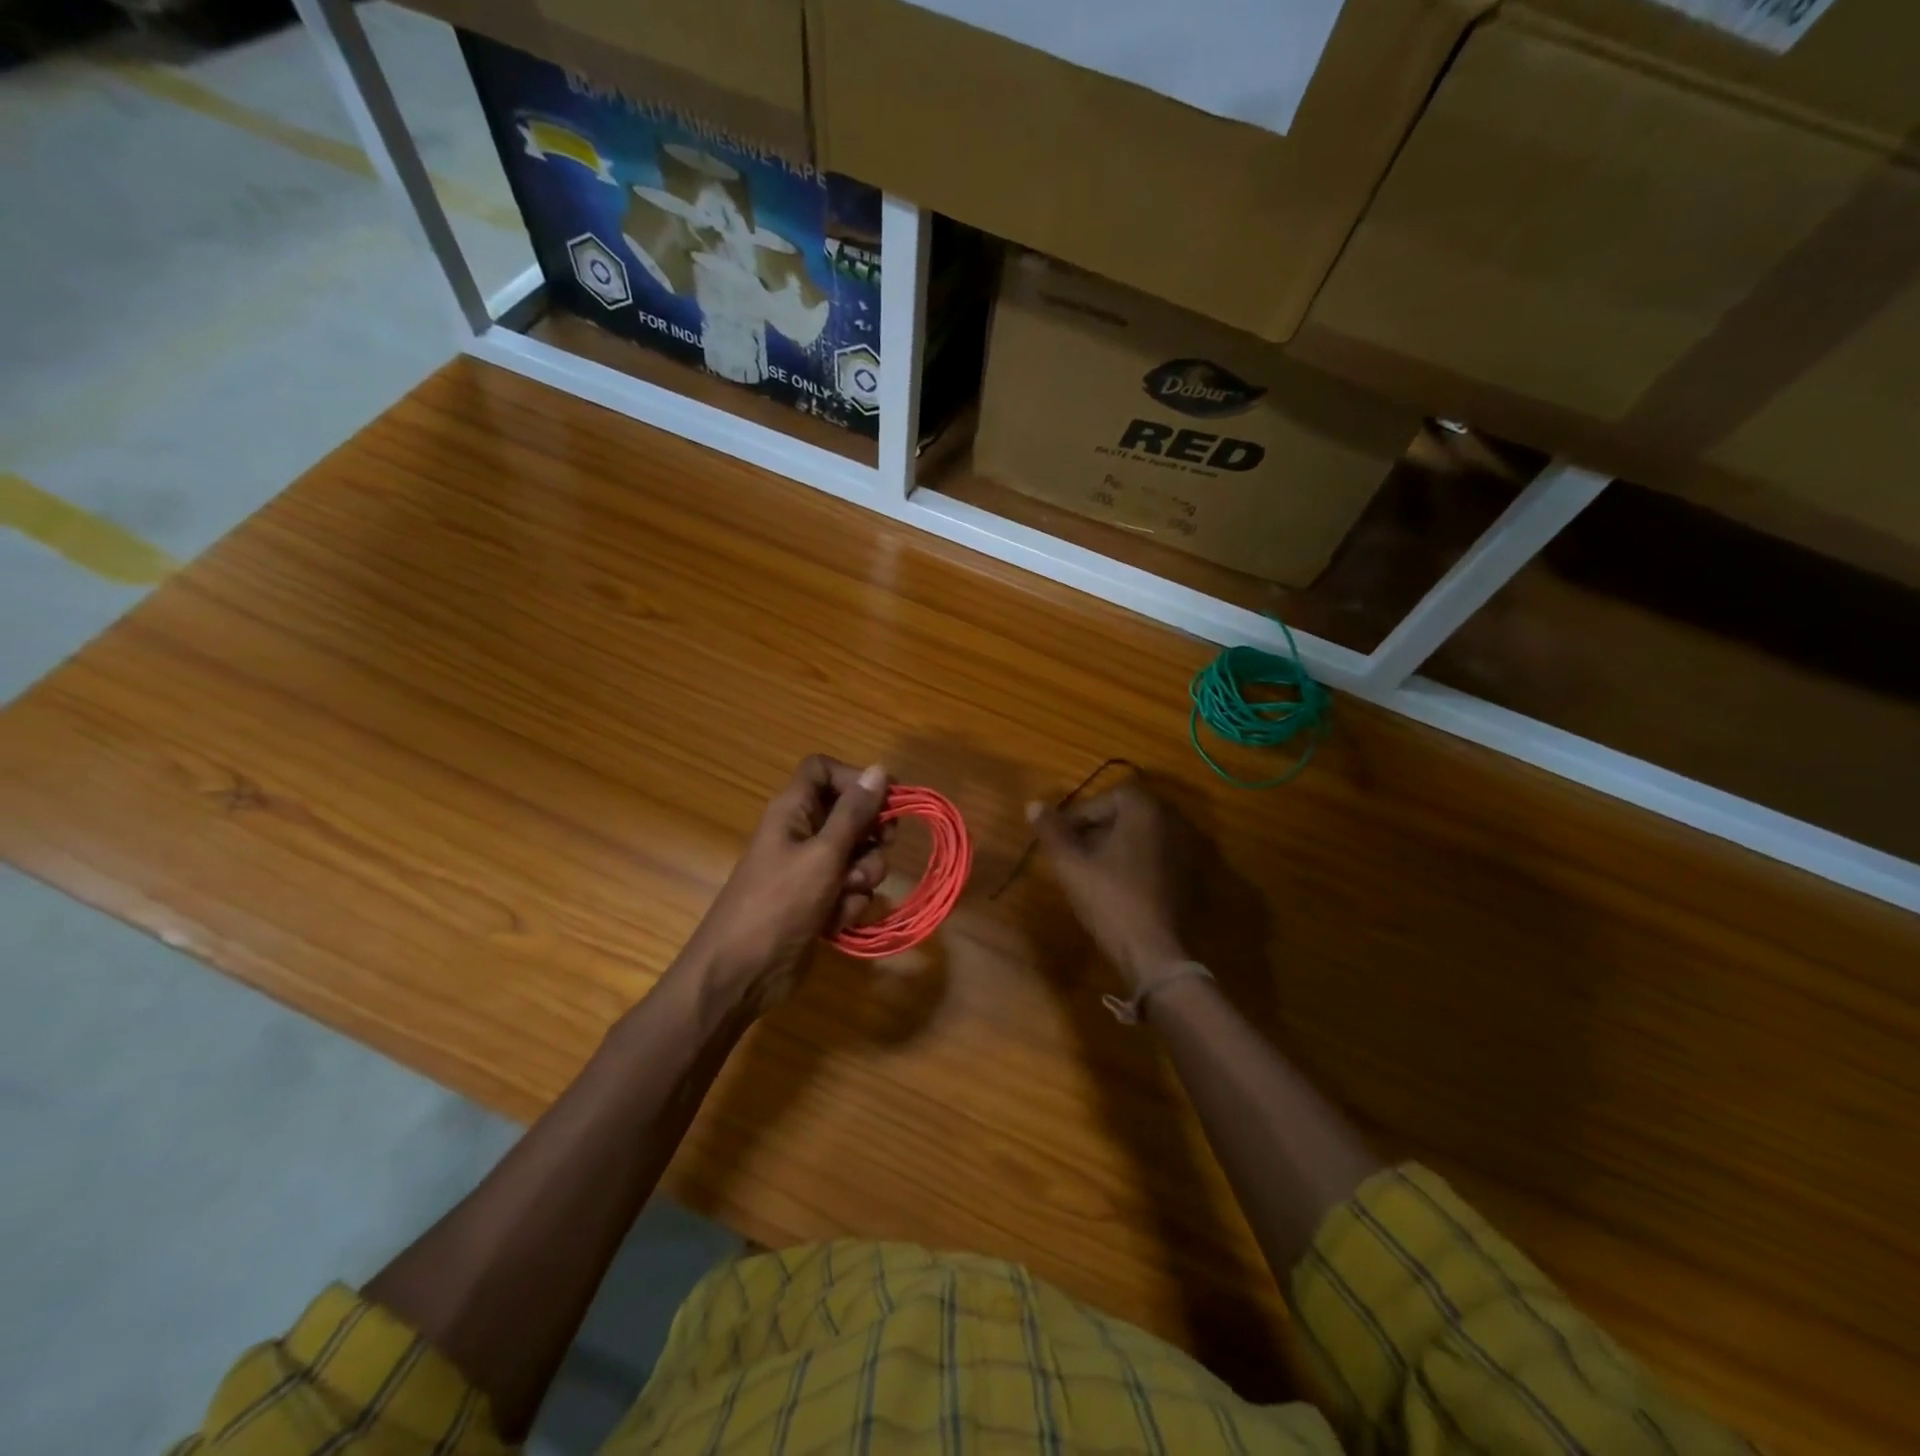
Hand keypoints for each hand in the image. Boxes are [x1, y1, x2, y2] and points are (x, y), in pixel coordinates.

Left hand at [682, 756, 890, 1018]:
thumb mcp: (823, 854)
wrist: (741, 974)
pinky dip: (848, 905)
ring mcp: (810, 870)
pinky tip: (834, 922)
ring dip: (862, 877)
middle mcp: (803, 833)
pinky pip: (850, 890)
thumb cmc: (778, 904)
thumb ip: (855, 813)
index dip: (854, 778)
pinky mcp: (818, 902)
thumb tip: (880, 769)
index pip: (823, 770)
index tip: (886, 799)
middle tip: (883, 846)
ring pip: (857, 857)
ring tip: (844, 896)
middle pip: (851, 814)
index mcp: (794, 810)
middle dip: (871, 835)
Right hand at [1028, 781, 1194, 992]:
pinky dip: (1138, 862)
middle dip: (1099, 828)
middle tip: (1075, 851)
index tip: (1063, 836)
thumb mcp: (1071, 864)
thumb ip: (1052, 831)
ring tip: (1093, 870)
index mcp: (1146, 810)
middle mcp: (1174, 821)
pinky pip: (1159, 857)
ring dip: (1118, 845)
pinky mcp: (1193, 876)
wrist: (1154, 951)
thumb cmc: (1110, 899)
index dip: (1082, 814)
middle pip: (1129, 814)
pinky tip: (1120, 887)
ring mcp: (1189, 849)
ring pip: (1144, 836)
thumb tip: (1033, 804)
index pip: (1109, 796)